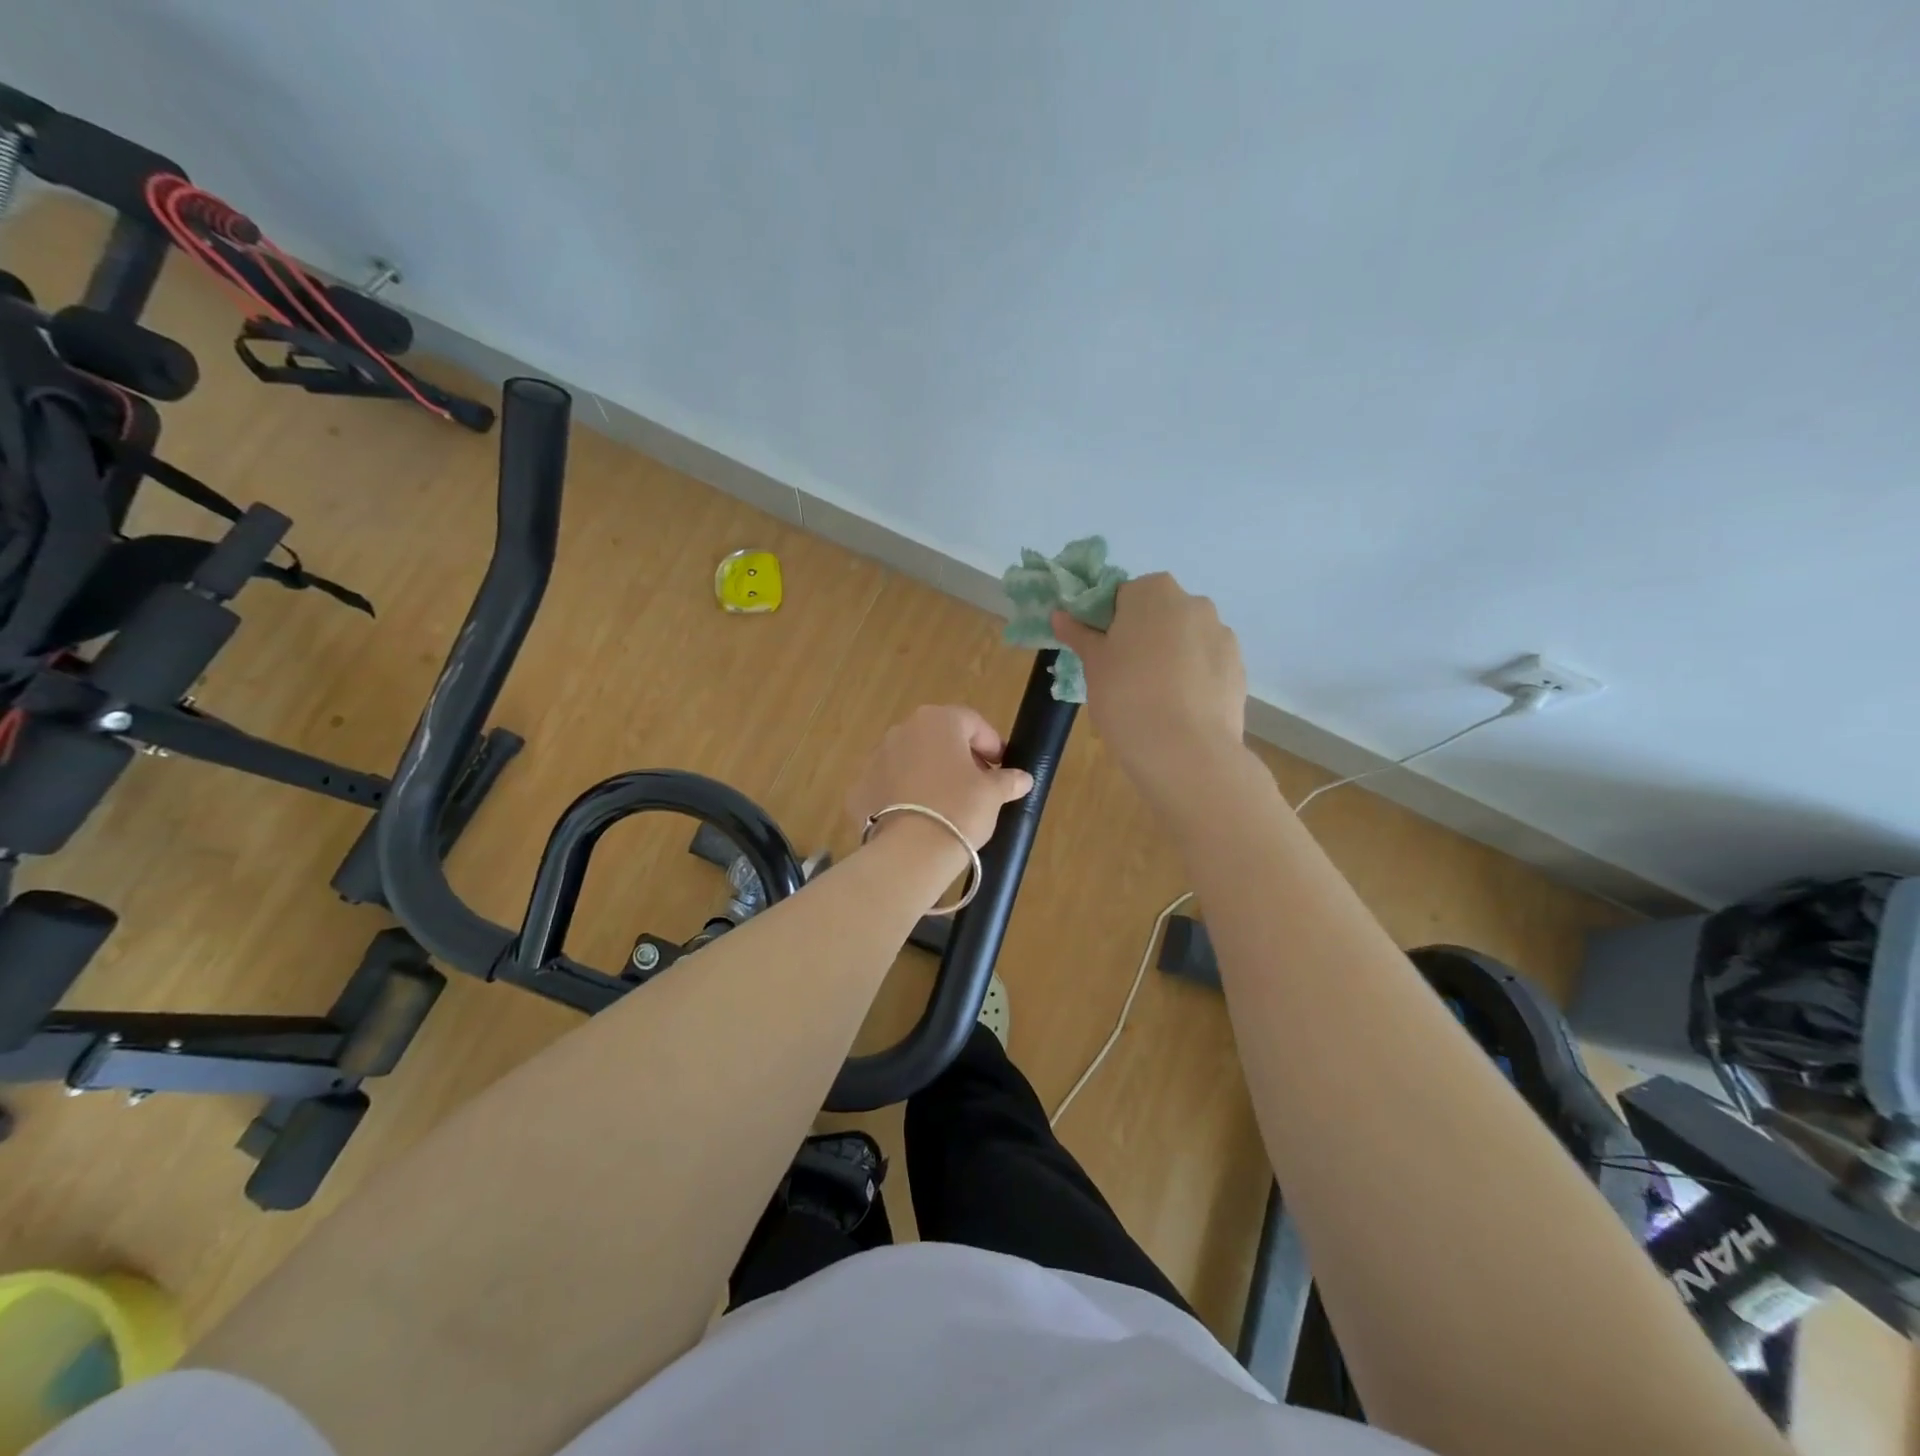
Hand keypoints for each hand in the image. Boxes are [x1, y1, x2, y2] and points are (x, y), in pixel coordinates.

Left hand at [846, 705, 1034, 854]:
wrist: (910, 851)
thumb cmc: (959, 809)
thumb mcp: (993, 794)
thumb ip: (1008, 780)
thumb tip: (1022, 778)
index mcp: (938, 721)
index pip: (972, 722)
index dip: (991, 744)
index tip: (1001, 768)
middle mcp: (903, 730)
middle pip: (938, 737)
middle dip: (959, 757)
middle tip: (977, 785)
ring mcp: (876, 757)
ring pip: (911, 759)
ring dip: (929, 773)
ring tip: (946, 804)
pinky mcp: (860, 787)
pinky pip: (889, 784)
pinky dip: (904, 795)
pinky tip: (918, 818)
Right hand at [1052, 573, 1247, 808]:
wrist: (1184, 751)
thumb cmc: (1126, 696)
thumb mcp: (1093, 665)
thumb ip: (1079, 634)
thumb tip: (1060, 614)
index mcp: (1153, 591)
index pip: (1123, 596)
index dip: (1108, 624)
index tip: (1101, 653)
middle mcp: (1194, 603)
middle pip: (1159, 614)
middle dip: (1142, 637)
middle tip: (1123, 676)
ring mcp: (1222, 634)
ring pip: (1186, 640)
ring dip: (1170, 657)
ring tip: (1154, 698)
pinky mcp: (1238, 667)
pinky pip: (1206, 665)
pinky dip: (1192, 678)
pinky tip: (1179, 709)